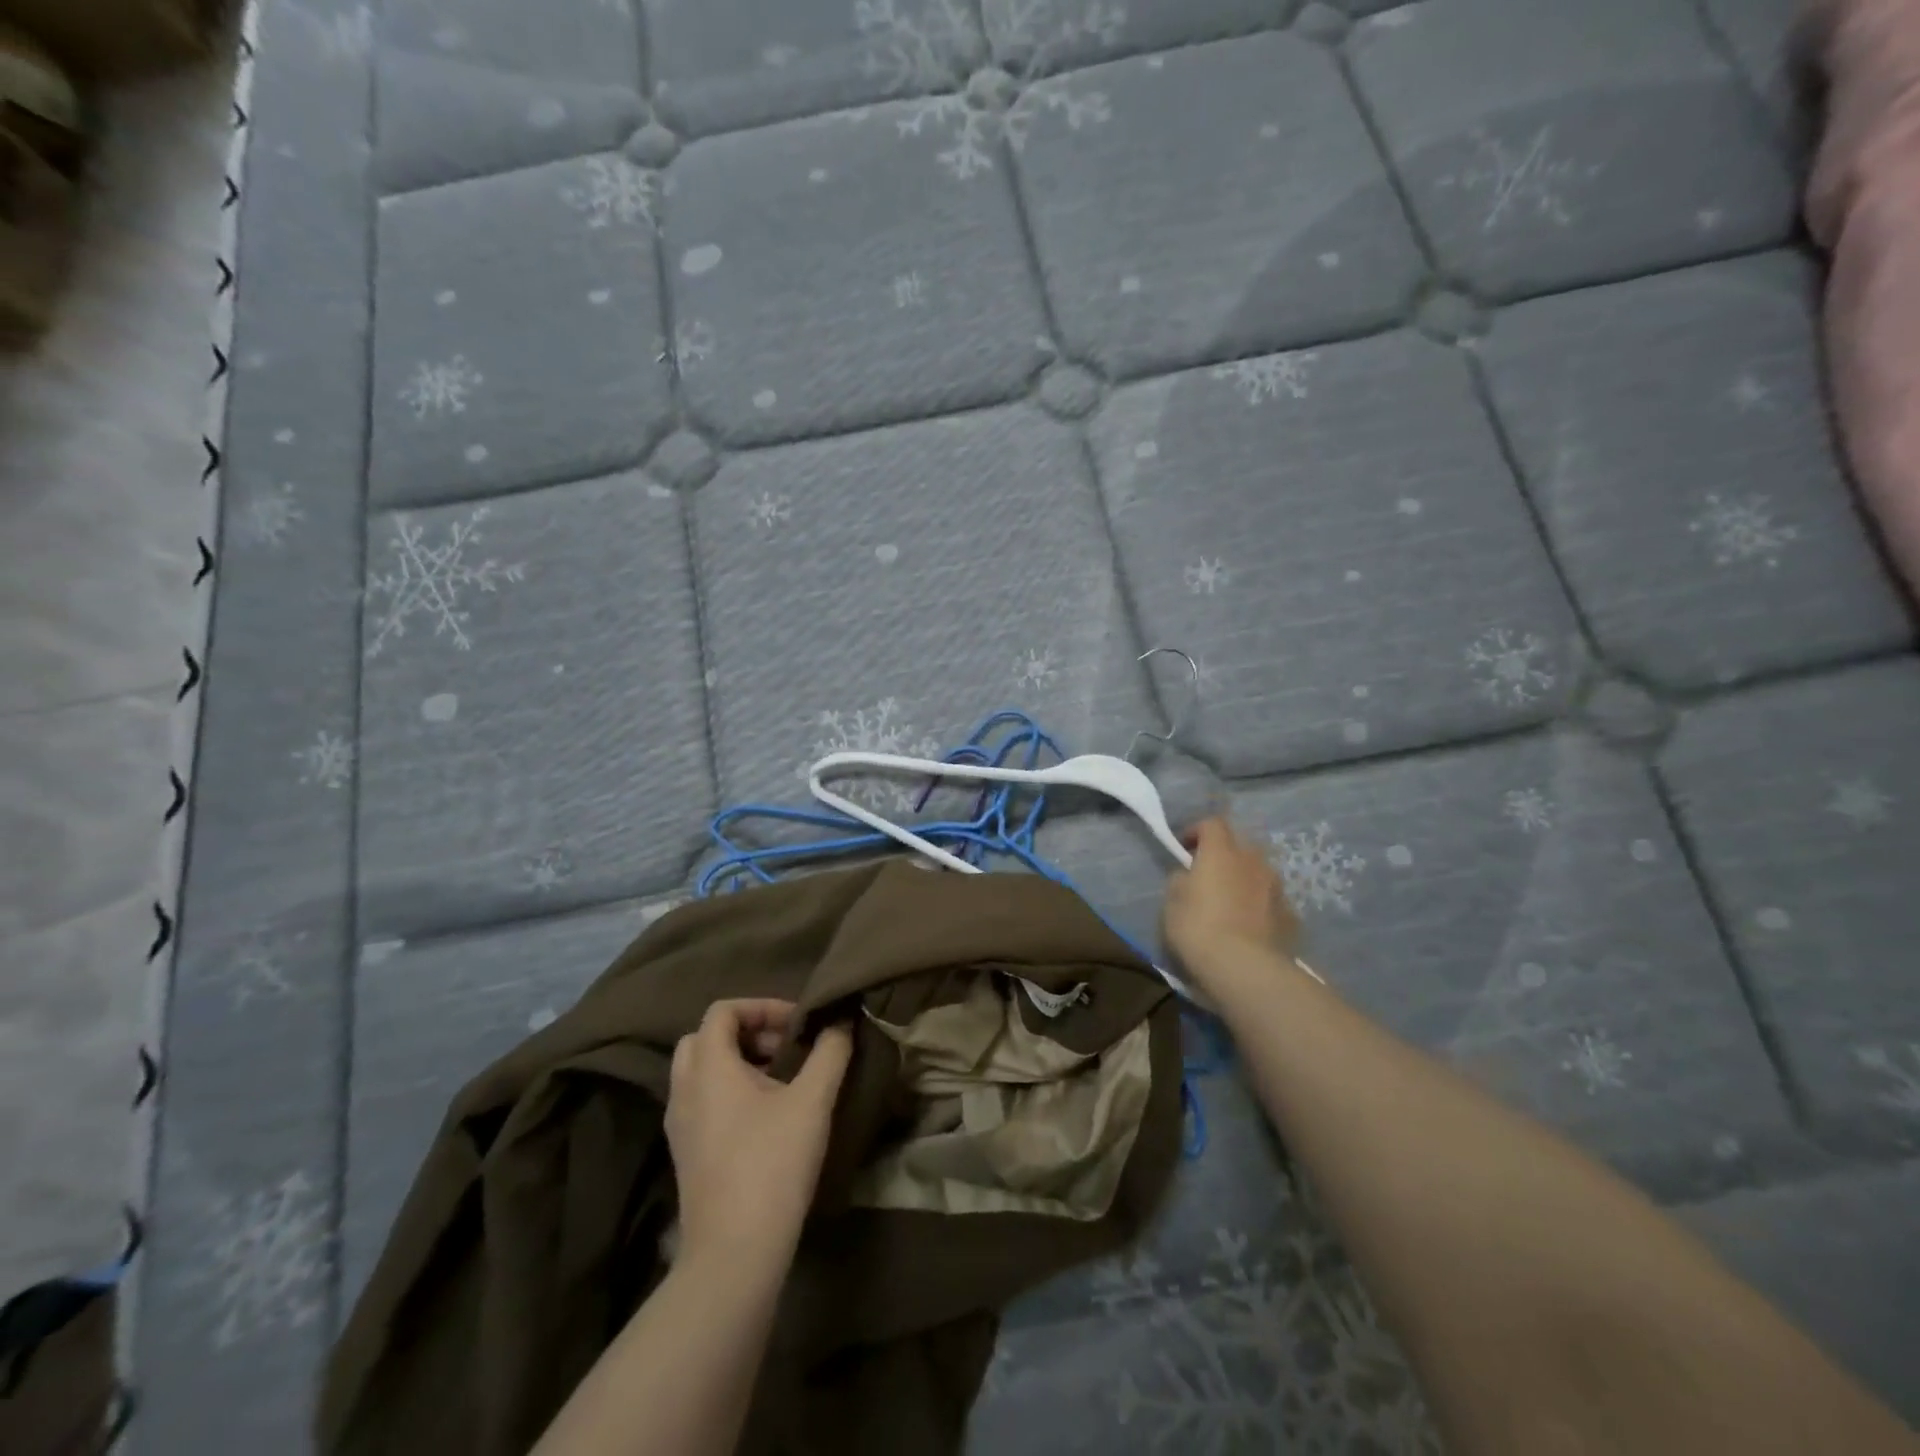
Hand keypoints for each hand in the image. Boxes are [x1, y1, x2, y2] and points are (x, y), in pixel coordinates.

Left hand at [666, 1000, 852, 1274]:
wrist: (734, 1254)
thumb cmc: (772, 1164)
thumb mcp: (812, 1101)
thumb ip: (830, 1052)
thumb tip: (841, 1021)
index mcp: (708, 1067)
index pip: (722, 1010)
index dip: (761, 1006)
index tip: (797, 1025)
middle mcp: (684, 1089)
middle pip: (706, 1038)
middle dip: (747, 1032)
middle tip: (785, 1048)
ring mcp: (680, 1125)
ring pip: (702, 1071)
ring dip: (738, 1062)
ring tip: (782, 1080)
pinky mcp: (686, 1154)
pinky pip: (702, 1101)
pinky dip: (729, 1092)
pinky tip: (766, 1116)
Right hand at [1163, 817, 1302, 984]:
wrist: (1245, 968)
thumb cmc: (1198, 928)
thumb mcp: (1172, 902)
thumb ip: (1180, 880)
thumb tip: (1189, 876)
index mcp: (1221, 852)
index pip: (1213, 823)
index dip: (1197, 831)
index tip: (1184, 848)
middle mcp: (1253, 861)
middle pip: (1239, 844)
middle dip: (1224, 854)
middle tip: (1208, 875)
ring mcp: (1276, 887)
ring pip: (1258, 872)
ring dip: (1244, 879)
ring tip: (1230, 903)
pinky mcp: (1290, 914)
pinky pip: (1270, 900)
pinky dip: (1260, 905)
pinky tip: (1249, 926)